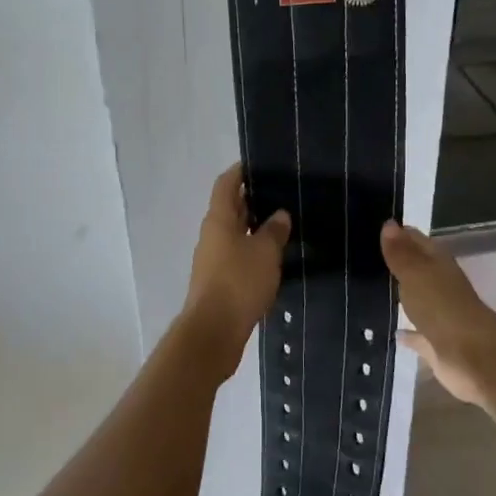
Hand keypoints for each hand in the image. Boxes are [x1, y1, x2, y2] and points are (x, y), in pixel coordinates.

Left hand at [182, 165, 290, 351]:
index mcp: (219, 220)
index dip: (240, 171)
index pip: (226, 184)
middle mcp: (212, 235)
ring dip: (254, 226)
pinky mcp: (219, 281)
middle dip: (252, 199)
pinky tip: (274, 256)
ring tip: (284, 223)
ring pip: (235, 233)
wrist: (214, 331)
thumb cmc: (239, 283)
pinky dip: (253, 250)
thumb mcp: (265, 252)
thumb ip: (274, 230)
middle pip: (230, 208)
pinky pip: (237, 255)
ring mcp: (213, 259)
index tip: (260, 163)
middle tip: (281, 192)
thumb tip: (279, 214)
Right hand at [381, 220, 495, 407]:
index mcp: (438, 264)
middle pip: (417, 269)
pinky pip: (418, 335)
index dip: (398, 233)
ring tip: (372, 290)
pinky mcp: (437, 344)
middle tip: (365, 258)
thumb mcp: (416, 274)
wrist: (473, 357)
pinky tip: (393, 333)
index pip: (416, 240)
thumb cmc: (442, 308)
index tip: (373, 227)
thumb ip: (401, 253)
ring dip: (402, 295)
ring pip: (418, 300)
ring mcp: (440, 316)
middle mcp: (441, 286)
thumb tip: (389, 223)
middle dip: (398, 263)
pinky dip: (408, 333)